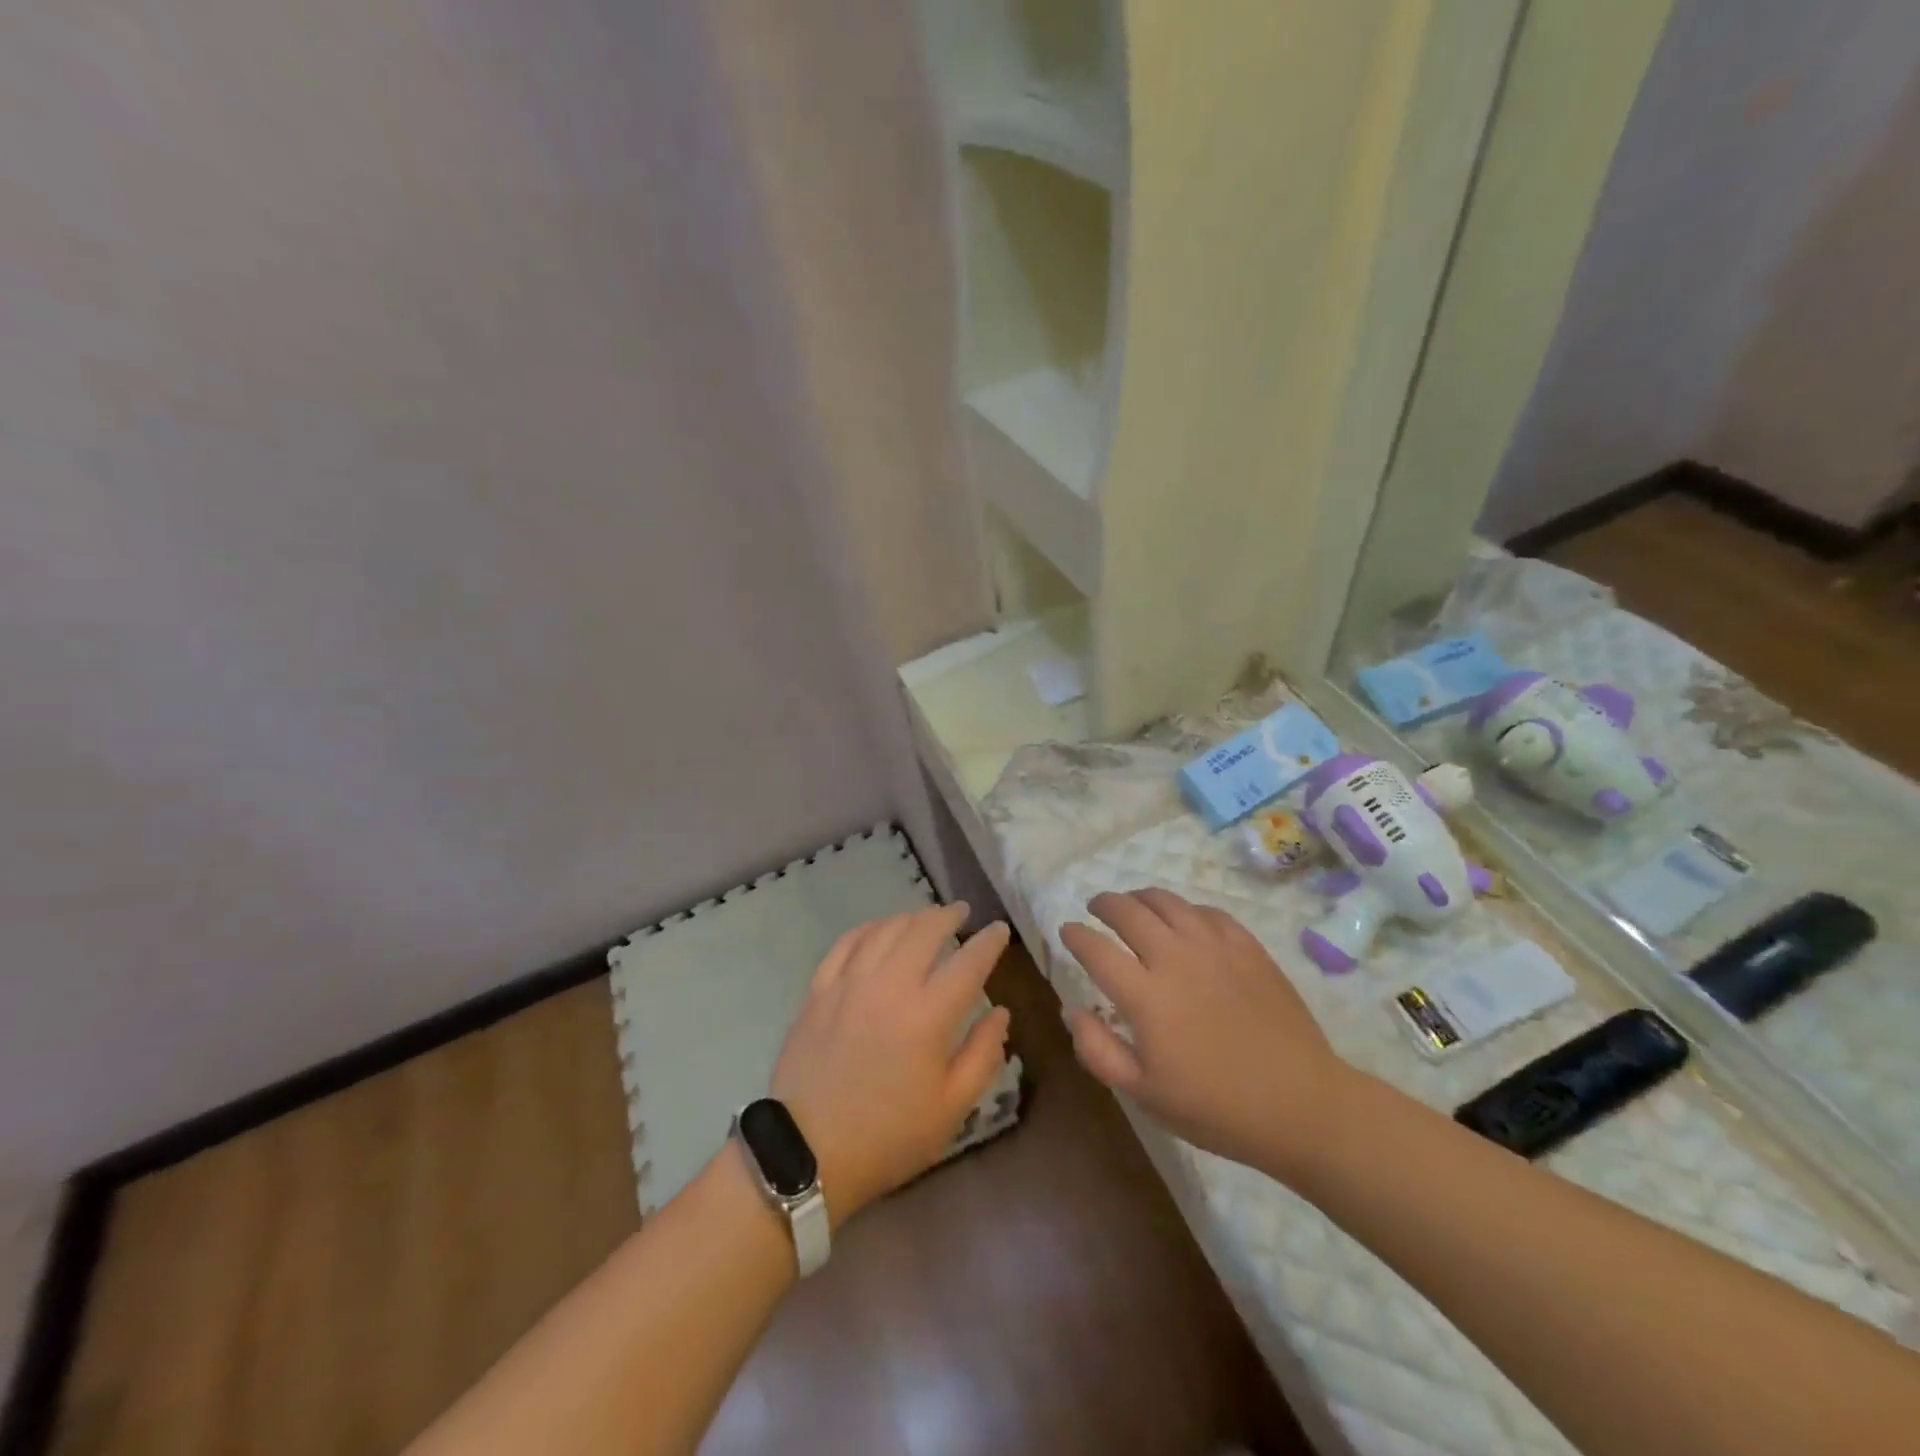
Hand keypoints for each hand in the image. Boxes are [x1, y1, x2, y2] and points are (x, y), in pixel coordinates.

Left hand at [771, 905, 1011, 1226]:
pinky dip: (870, 928)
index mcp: (927, 1015)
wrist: (808, 1152)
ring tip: (926, 917)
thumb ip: (983, 1054)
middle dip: (947, 915)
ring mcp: (848, 983)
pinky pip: (846, 942)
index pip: (968, 962)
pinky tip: (879, 928)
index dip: (988, 942)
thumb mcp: (951, 1108)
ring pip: (885, 929)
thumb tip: (1001, 1012)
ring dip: (911, 917)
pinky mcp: (819, 990)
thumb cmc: (889, 1136)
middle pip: (924, 930)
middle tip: (962, 912)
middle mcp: (889, 985)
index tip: (999, 930)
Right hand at [1060, 889, 1350, 1180]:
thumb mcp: (1144, 1094)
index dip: (1075, 935)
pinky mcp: (1248, 948)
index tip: (1066, 931)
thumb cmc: (1216, 1108)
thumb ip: (1098, 1050)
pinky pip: (1207, 912)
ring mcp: (1215, 948)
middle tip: (1095, 908)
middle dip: (1104, 904)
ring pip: (1167, 902)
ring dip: (1141, 897)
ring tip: (1133, 903)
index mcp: (1146, 996)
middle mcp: (1175, 959)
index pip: (1096, 949)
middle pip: (1128, 911)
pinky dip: (1185, 909)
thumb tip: (1070, 1009)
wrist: (1302, 1106)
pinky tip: (1184, 920)